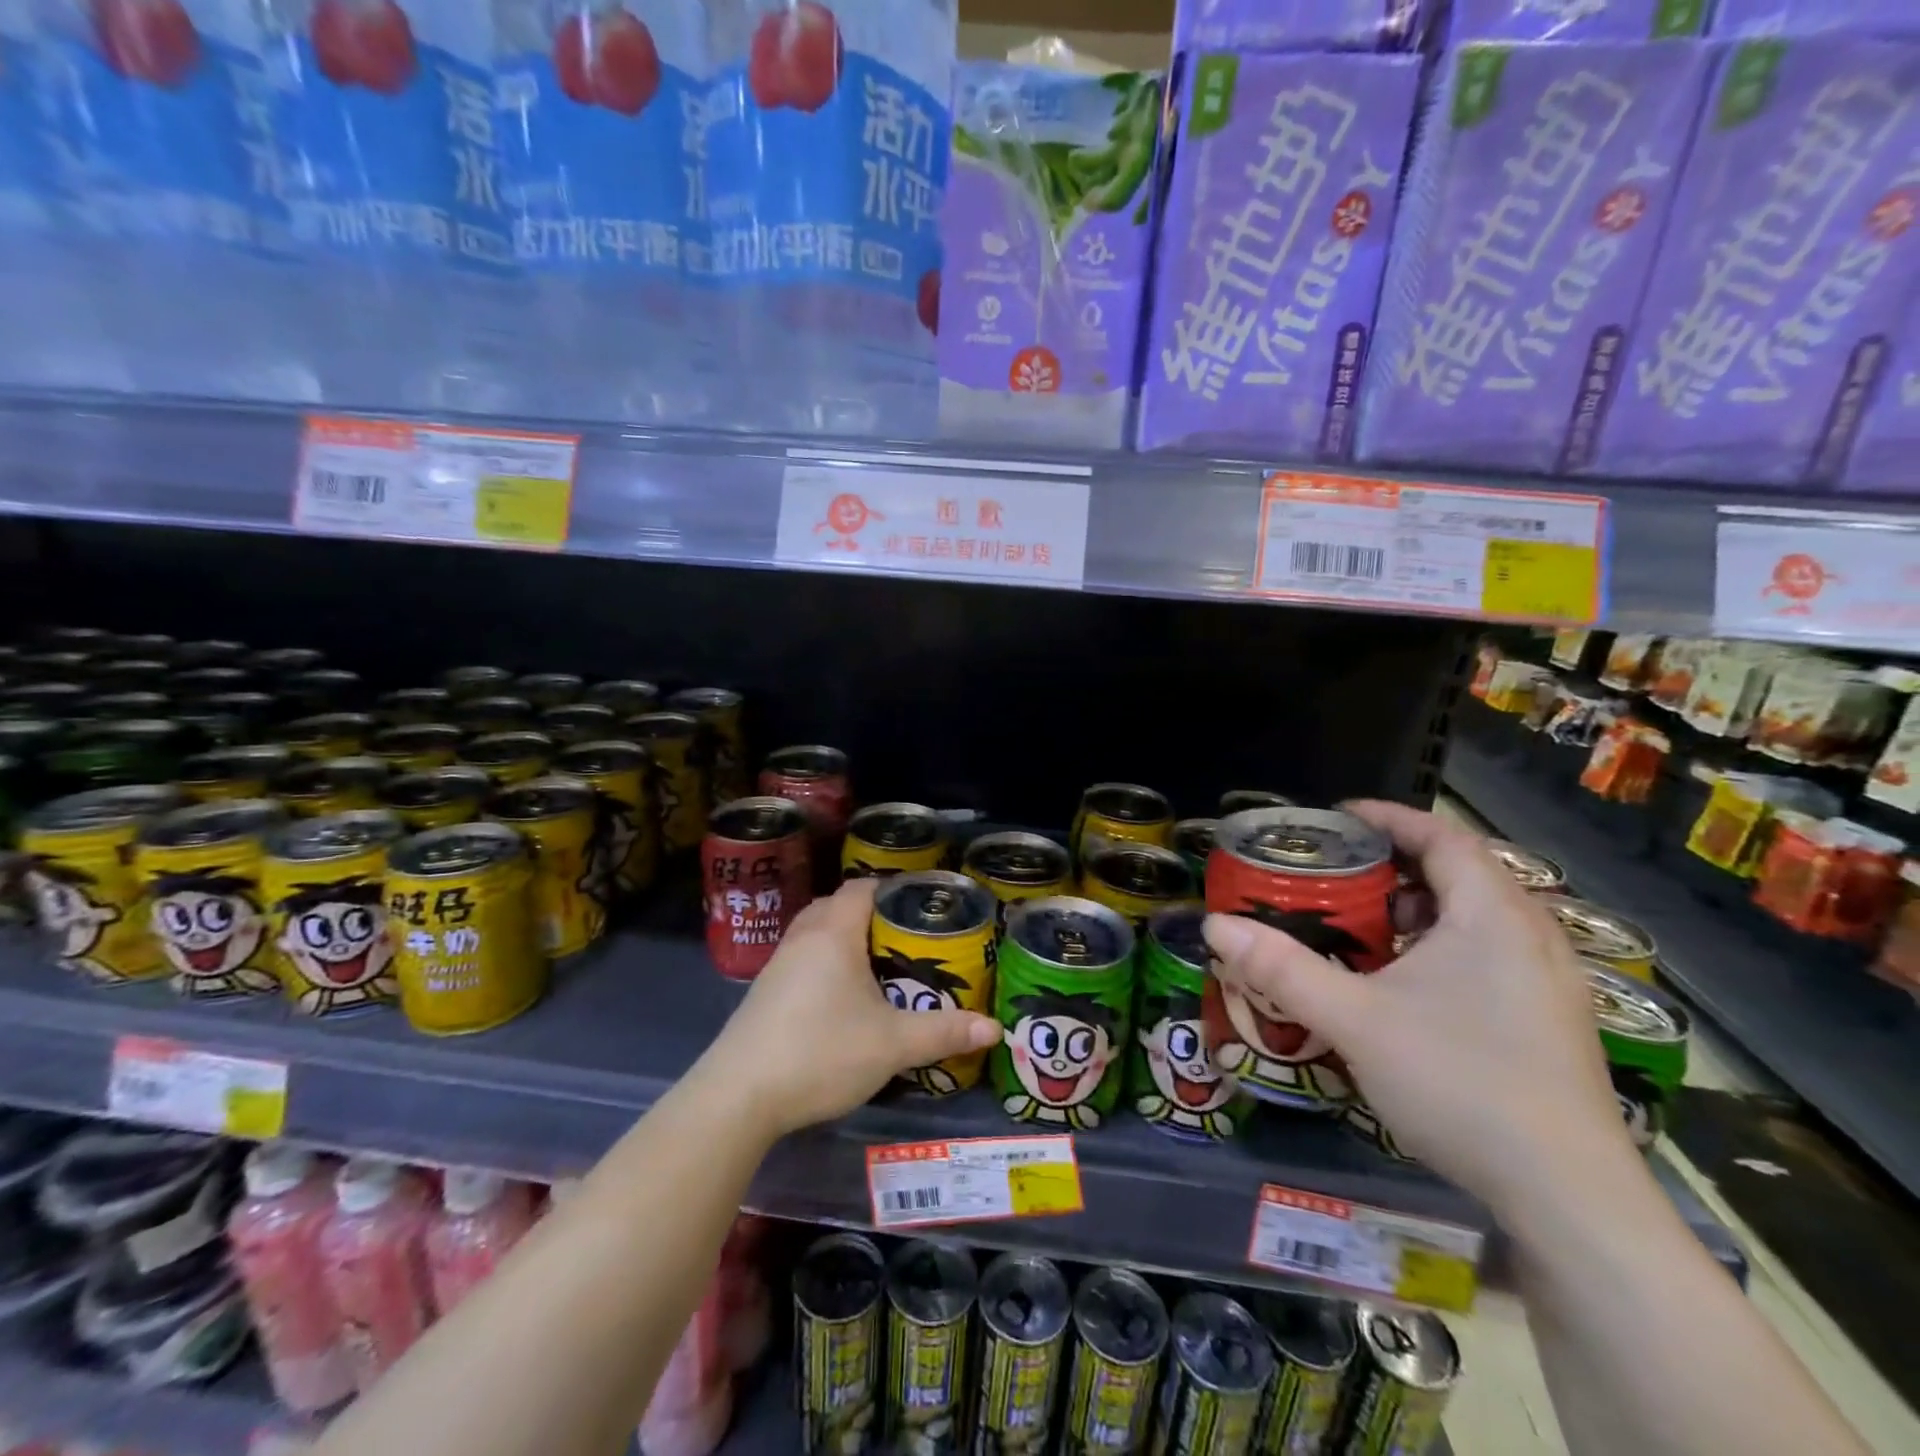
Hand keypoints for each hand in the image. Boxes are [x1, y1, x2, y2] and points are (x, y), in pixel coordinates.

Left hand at [697, 879, 1001, 1140]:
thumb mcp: (892, 1045)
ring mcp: (776, 965)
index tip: (919, 905)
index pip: (861, 887)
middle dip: (868, 914)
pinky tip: (838, 996)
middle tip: (903, 936)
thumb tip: (994, 1028)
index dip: (890, 888)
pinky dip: (822, 961)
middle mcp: (802, 938)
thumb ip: (943, 1032)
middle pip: (836, 905)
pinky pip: (800, 957)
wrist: (739, 1096)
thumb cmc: (821, 1053)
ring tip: (875, 964)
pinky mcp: (762, 992)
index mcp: (833, 934)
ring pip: (814, 932)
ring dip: (842, 937)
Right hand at [1203, 801, 1630, 1214]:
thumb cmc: (1460, 1082)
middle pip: (1460, 873)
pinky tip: (1405, 983)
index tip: (1337, 818)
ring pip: (1476, 917)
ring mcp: (1549, 981)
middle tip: (1337, 874)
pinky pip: (1489, 953)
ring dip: (1418, 909)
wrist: (1567, 1197)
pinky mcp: (1549, 1020)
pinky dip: (1441, 945)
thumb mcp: (1355, 1020)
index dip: (1389, 818)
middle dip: (1394, 865)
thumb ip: (1282, 969)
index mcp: (1492, 916)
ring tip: (1363, 925)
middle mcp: (1530, 936)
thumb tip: (1215, 926)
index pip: (1443, 837)